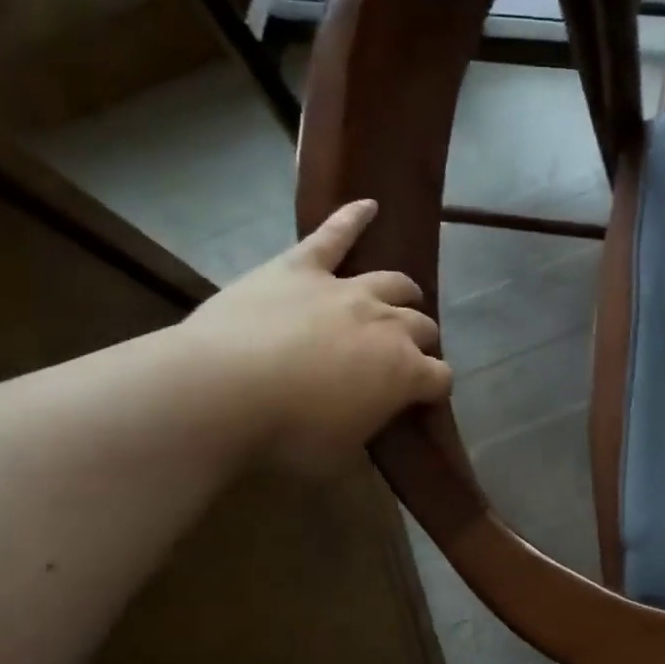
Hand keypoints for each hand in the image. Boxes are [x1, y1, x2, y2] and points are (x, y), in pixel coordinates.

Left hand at [177, 200, 451, 473]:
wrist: (223, 392)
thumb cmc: (287, 435)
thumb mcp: (338, 458)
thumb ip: (363, 440)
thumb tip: (364, 436)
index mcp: (405, 373)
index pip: (441, 378)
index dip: (435, 389)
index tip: (422, 400)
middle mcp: (388, 325)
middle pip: (422, 327)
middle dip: (421, 342)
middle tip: (403, 356)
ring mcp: (346, 290)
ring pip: (394, 283)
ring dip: (404, 294)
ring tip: (403, 299)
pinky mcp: (302, 267)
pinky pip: (332, 235)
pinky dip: (351, 217)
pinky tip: (367, 204)